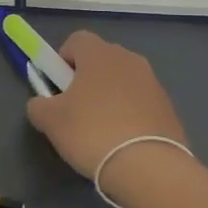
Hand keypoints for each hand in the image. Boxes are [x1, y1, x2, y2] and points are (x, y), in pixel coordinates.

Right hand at [25, 31, 187, 177]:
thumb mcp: (49, 120)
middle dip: (86, 78)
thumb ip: (39, 104)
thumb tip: (43, 104)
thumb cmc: (91, 133)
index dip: (62, 60)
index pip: (76, 40)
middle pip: (101, 59)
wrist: (149, 167)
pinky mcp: (168, 107)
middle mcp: (129, 59)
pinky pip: (140, 102)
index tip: (58, 87)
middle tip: (75, 110)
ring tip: (100, 131)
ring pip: (122, 81)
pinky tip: (123, 141)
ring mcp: (153, 82)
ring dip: (110, 97)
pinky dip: (130, 114)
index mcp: (99, 54)